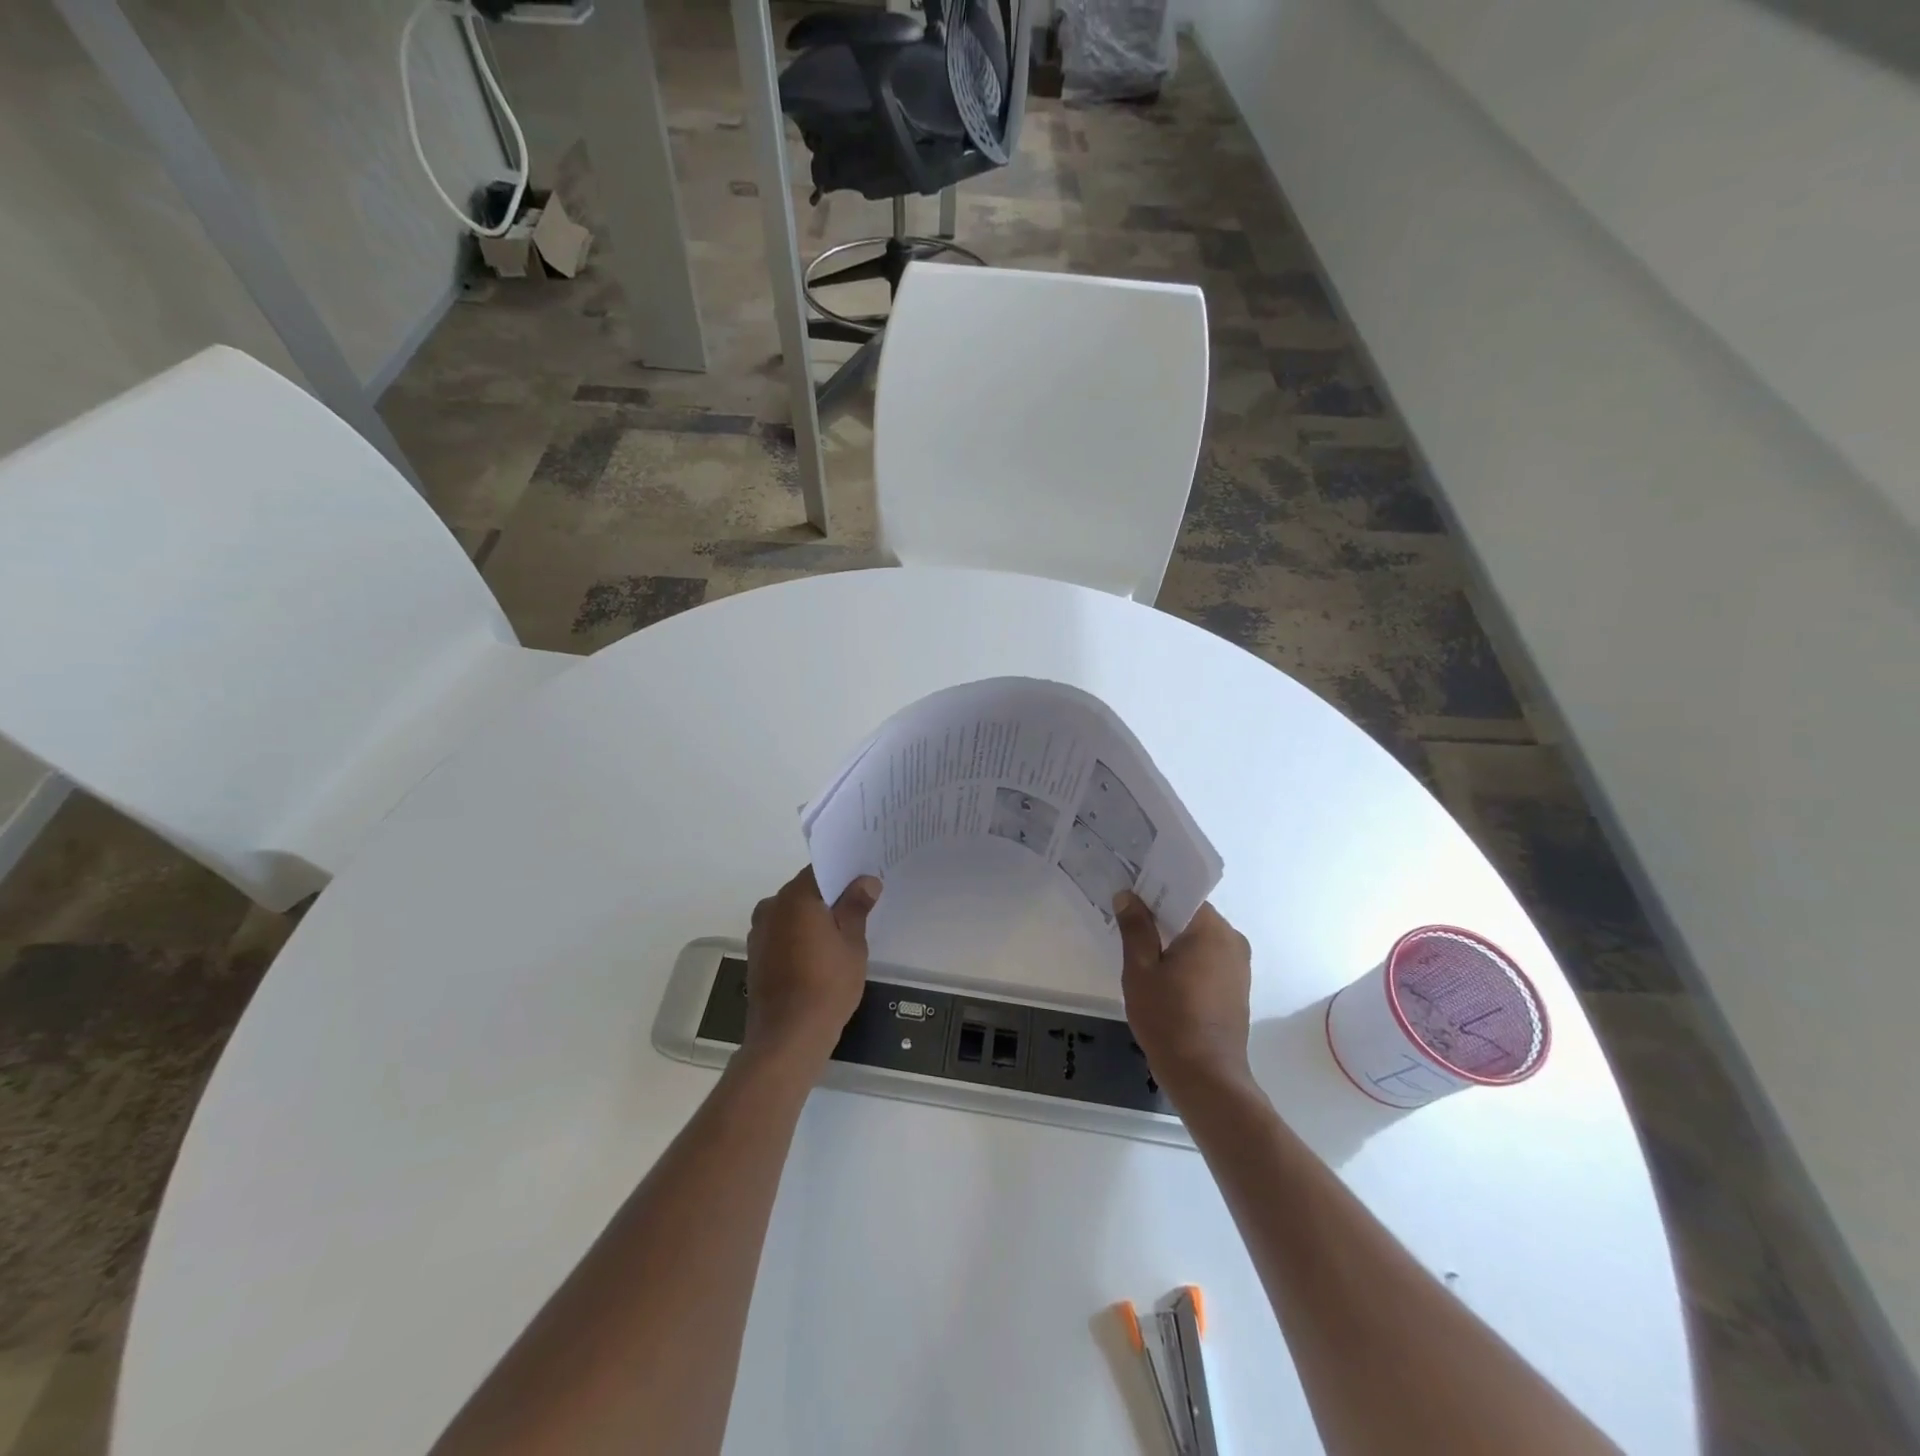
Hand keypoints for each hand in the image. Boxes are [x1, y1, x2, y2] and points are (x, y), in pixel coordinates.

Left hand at [743, 867, 881, 1068]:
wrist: (787, 1037)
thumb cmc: (827, 985)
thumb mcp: (852, 943)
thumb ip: (856, 907)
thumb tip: (865, 881)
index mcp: (795, 897)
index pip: (821, 870)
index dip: (844, 872)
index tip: (865, 879)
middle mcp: (771, 907)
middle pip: (805, 891)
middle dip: (830, 896)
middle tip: (860, 905)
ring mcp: (759, 933)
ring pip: (793, 914)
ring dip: (814, 918)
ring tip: (843, 933)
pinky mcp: (757, 956)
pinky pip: (783, 934)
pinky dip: (800, 936)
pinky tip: (821, 954)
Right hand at [1115, 894, 1254, 1098]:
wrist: (1206, 1077)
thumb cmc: (1169, 1019)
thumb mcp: (1140, 970)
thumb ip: (1135, 928)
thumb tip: (1128, 896)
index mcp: (1212, 930)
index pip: (1183, 894)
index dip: (1154, 889)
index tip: (1129, 890)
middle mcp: (1232, 940)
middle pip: (1192, 914)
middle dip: (1161, 914)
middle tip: (1127, 915)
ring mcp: (1238, 965)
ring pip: (1200, 937)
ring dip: (1174, 937)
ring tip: (1139, 941)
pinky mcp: (1236, 987)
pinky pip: (1208, 957)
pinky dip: (1186, 956)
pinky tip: (1161, 969)